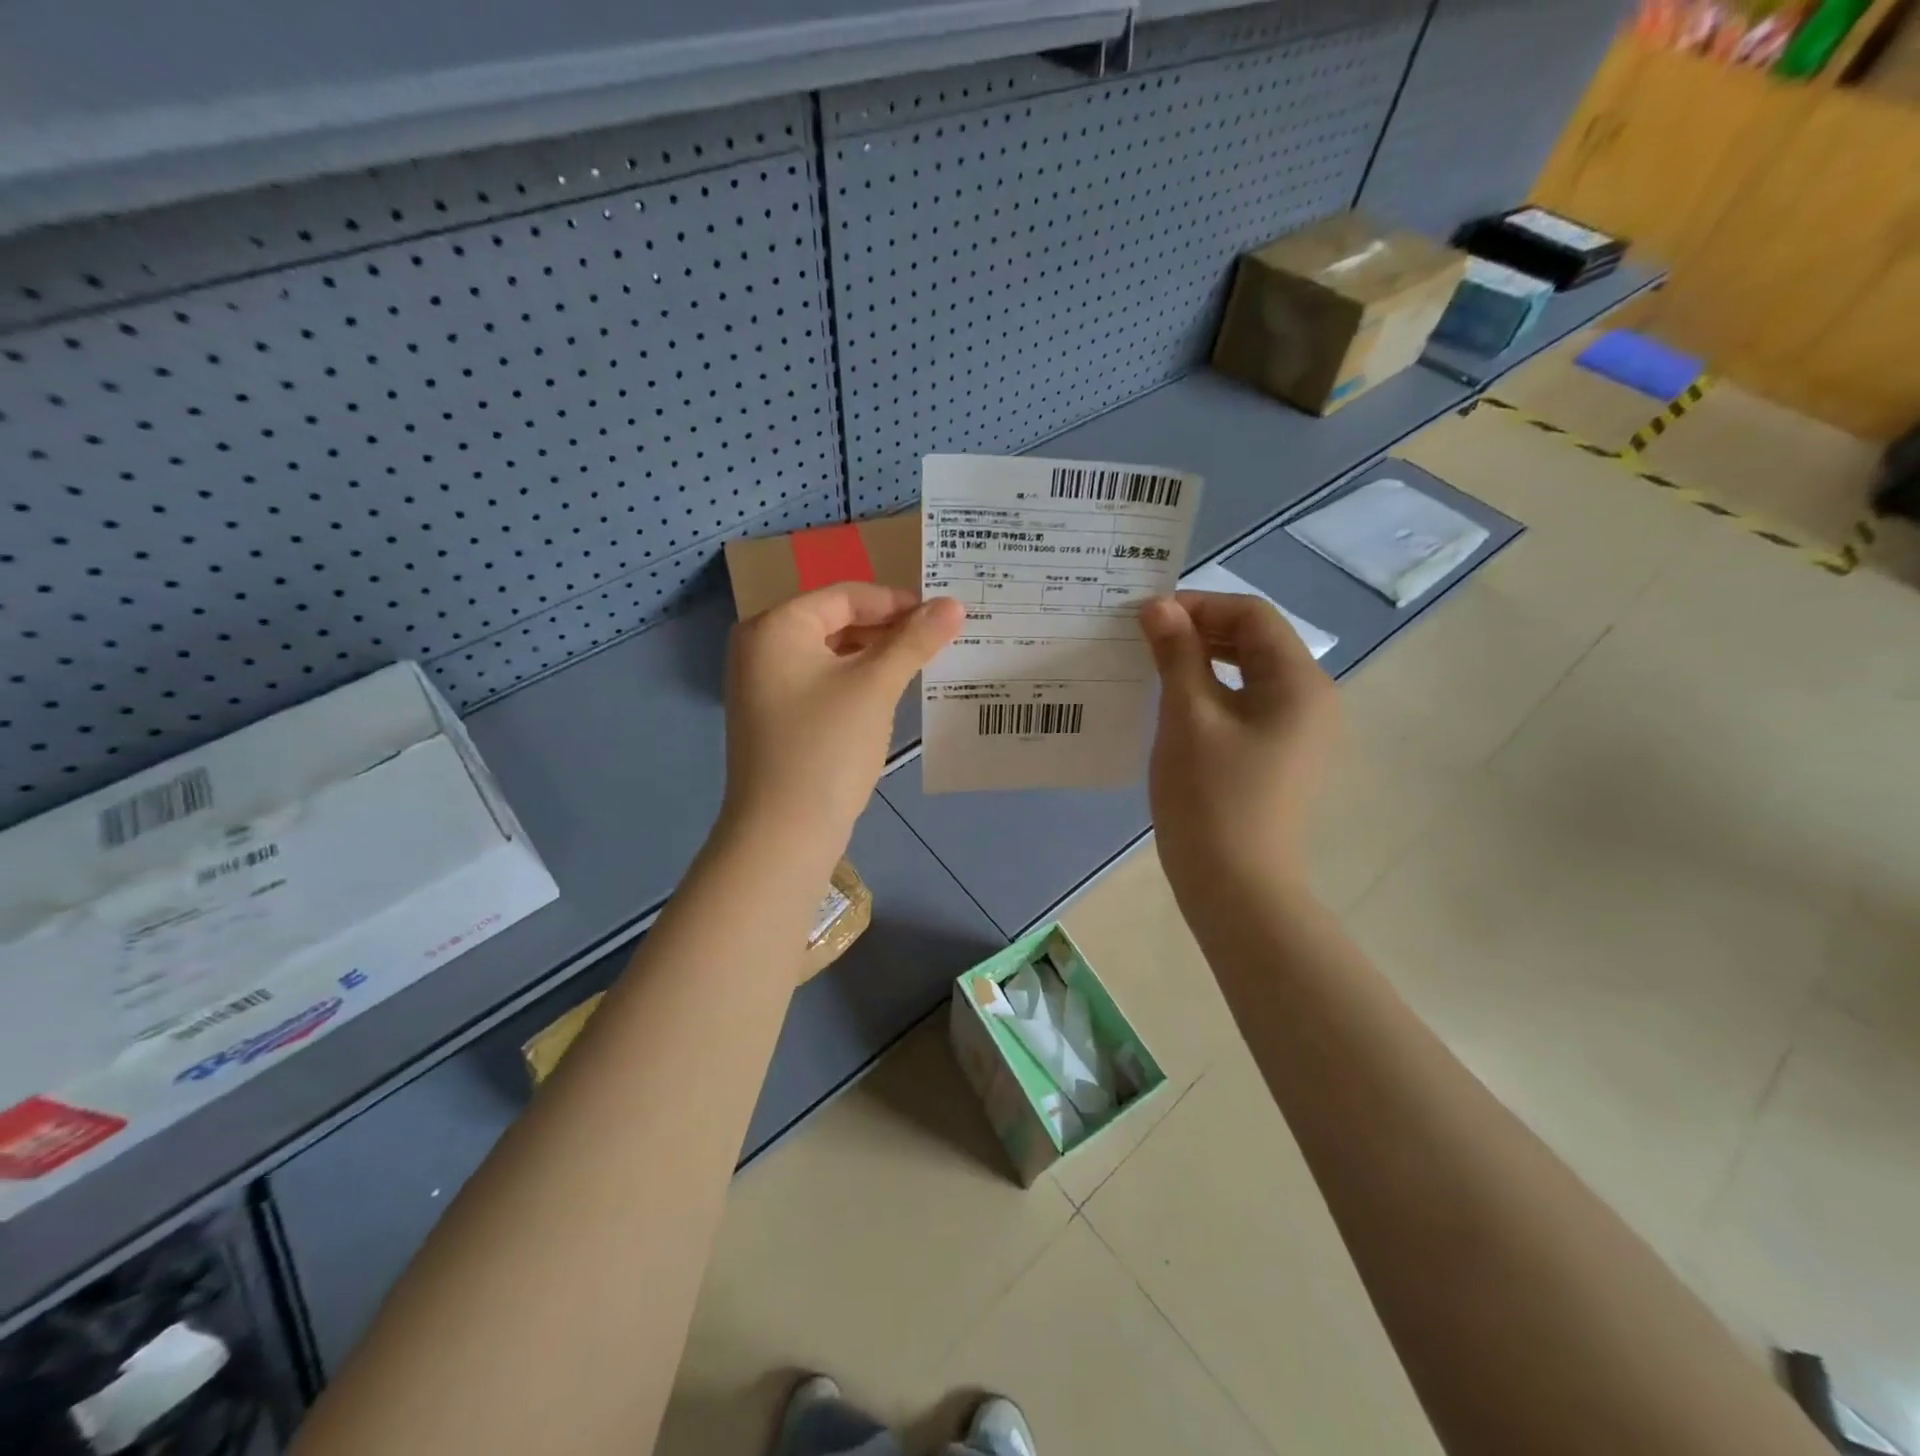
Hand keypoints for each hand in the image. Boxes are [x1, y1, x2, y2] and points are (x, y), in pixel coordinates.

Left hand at [722, 583, 962, 867]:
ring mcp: (763, 684)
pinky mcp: (774, 715)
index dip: (897, 602)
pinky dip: (855, 681)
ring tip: (919, 666)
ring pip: (830, 653)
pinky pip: (821, 682)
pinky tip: (888, 694)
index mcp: (776, 626)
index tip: (942, 618)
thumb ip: (914, 641)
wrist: (783, 832)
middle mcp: (761, 646)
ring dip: (874, 657)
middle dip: (887, 629)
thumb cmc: (827, 746)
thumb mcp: (875, 686)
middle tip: (936, 642)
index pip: (846, 596)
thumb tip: (954, 604)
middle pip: (836, 621)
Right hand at [1140, 592, 1338, 900]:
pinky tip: (1177, 704)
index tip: (1148, 617)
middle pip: (1256, 641)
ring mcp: (1301, 732)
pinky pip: (1249, 705)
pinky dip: (1214, 692)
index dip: (1200, 605)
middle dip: (1201, 631)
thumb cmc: (1210, 797)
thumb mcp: (1188, 716)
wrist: (1236, 887)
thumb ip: (1176, 654)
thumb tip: (1158, 606)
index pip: (1252, 615)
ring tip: (1156, 665)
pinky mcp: (1282, 757)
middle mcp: (1312, 699)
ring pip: (1251, 674)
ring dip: (1205, 661)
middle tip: (1146, 638)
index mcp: (1299, 682)